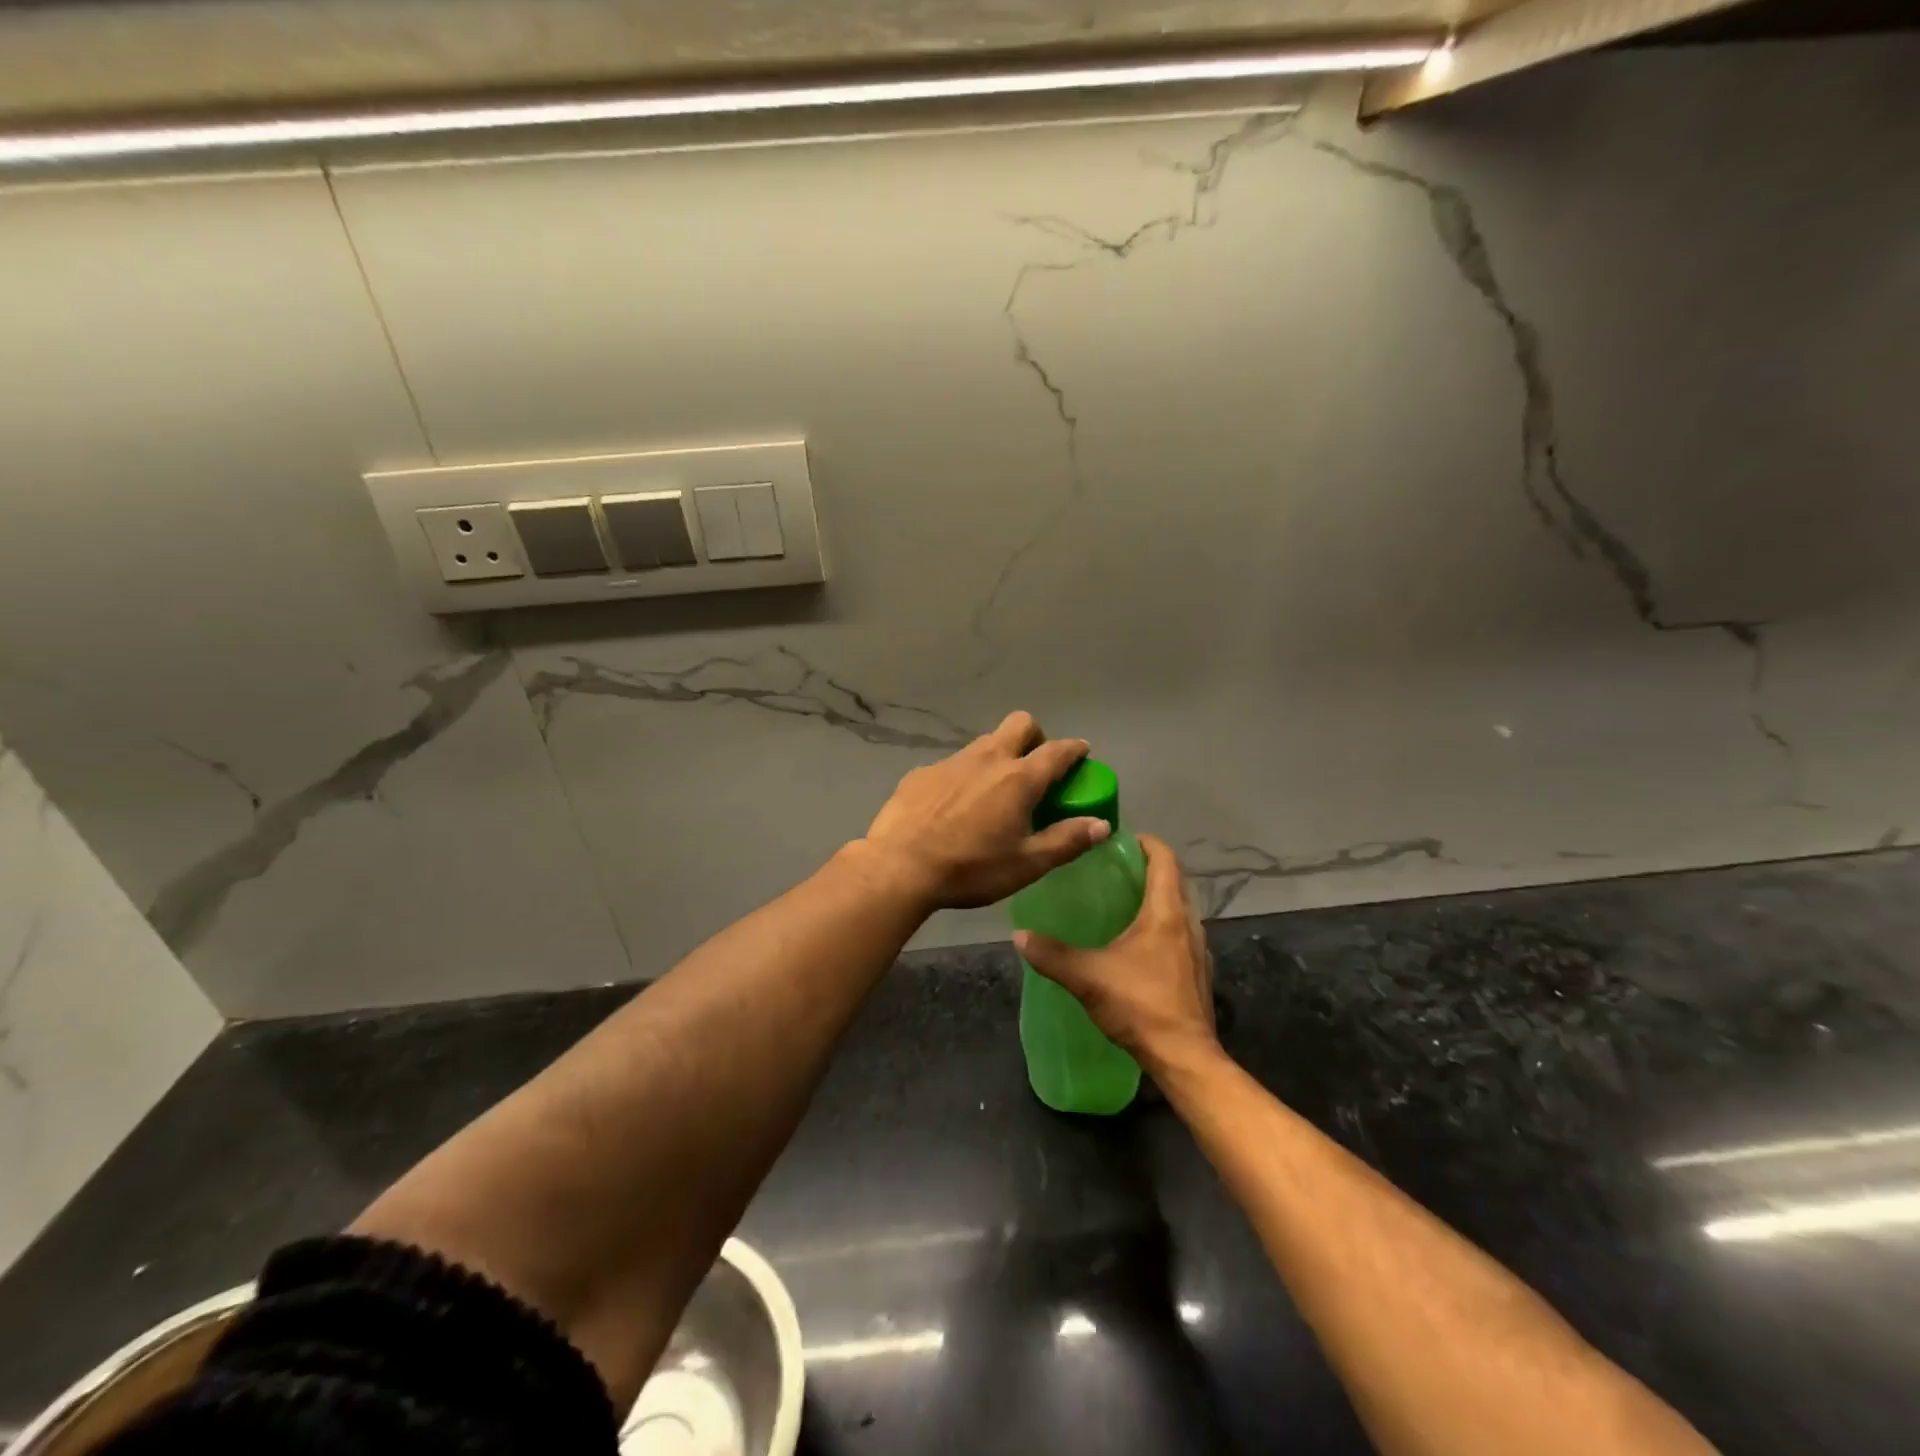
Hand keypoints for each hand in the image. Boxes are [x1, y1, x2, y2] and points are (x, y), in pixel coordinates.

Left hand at [861, 711, 1110, 910]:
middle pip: (1020, 724)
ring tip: (994, 792)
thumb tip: (1101, 824)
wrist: (899, 867)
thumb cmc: (970, 868)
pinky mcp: (922, 772)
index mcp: (1019, 779)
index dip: (1074, 749)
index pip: (1057, 751)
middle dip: (1035, 736)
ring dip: (998, 756)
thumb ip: (1067, 841)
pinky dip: (964, 777)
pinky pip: (953, 765)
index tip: (1082, 752)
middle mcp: (987, 758)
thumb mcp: (1027, 864)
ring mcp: (951, 762)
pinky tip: (953, 808)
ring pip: (984, 743)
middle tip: (1035, 767)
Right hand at [1014, 834, 1216, 1068]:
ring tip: (1122, 903)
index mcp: (1166, 914)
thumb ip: (1051, 955)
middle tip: (1113, 870)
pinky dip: (1162, 927)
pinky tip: (1137, 945)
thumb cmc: (1140, 1005)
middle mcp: (1188, 924)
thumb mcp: (1087, 977)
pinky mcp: (1197, 974)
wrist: (1184, 1057)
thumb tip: (1018, 935)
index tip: (1121, 839)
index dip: (1146, 843)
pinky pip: (1181, 935)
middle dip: (1148, 870)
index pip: (1165, 861)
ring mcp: (1198, 950)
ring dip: (1156, 899)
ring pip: (1179, 910)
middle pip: (1173, 882)